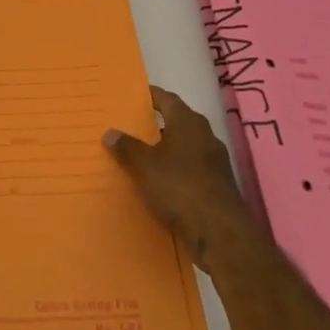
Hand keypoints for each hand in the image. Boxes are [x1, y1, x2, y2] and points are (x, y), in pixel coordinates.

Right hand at [105, 86, 262, 266]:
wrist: (219, 233)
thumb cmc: (179, 187)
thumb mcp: (144, 166)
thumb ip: (126, 148)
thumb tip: (110, 132)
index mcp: (188, 122)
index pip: (167, 99)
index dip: (150, 96)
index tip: (133, 97)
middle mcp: (205, 136)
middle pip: (177, 124)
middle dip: (156, 126)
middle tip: (130, 128)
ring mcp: (215, 163)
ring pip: (184, 149)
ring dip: (165, 152)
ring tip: (140, 157)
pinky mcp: (217, 187)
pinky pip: (190, 171)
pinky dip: (175, 173)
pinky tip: (158, 184)